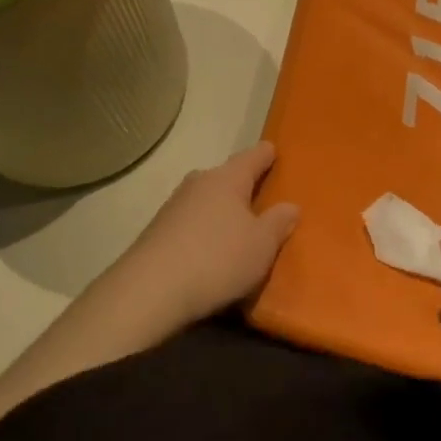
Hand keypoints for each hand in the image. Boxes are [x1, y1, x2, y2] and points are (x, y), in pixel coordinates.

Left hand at [106, 141, 299, 328]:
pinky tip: (210, 251)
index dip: (266, 154)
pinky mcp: (157, 232)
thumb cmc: (217, 259)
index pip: (252, 157)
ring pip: (206, 200)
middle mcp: (198, 184)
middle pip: (226, 177)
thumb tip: (290, 205)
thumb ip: (278, 222)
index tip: (274, 150)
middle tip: (261, 198)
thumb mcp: (262, 245)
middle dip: (242, 185)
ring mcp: (173, 207)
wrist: (150, 291)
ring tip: (237, 229)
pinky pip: (190, 223)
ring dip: (221, 211)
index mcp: (227, 179)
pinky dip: (204, 231)